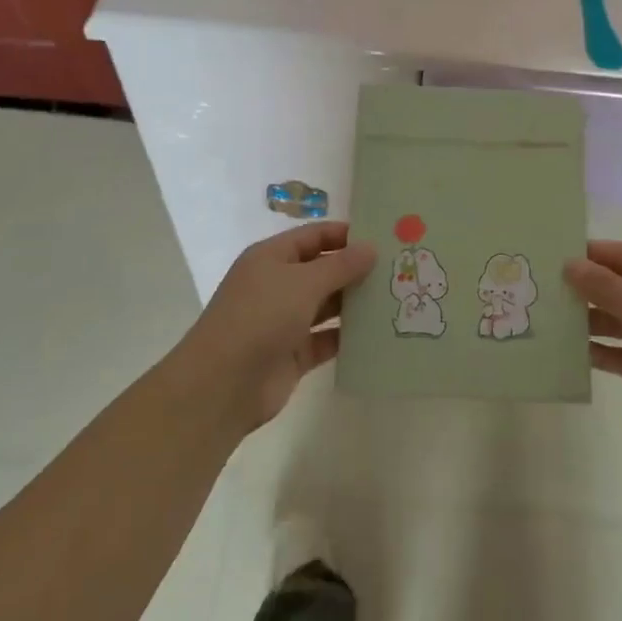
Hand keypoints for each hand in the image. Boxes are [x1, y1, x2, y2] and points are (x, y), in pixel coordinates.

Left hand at [171, 223, 375, 435]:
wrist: (222, 385)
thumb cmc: (260, 318)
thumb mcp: (302, 283)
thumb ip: (340, 266)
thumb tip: (371, 248)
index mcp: (272, 258)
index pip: (314, 236)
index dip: (345, 235)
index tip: (384, 237)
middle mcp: (278, 285)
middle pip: (322, 270)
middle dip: (356, 269)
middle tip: (399, 268)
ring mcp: (285, 321)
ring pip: (327, 305)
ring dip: (355, 303)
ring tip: (396, 297)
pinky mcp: (293, 354)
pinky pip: (327, 339)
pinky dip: (348, 336)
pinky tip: (379, 333)